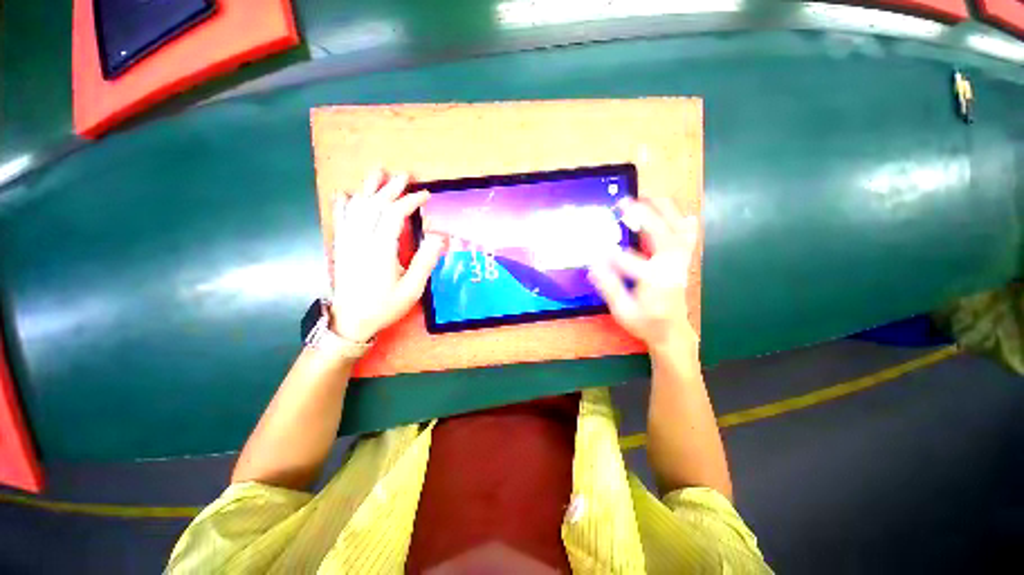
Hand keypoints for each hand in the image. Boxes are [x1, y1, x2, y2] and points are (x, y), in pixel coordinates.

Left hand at [330, 170, 446, 341]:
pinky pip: (341, 220)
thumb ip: (425, 261)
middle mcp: (361, 241)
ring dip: (368, 189)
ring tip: (377, 172)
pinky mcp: (341, 247)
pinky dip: (344, 204)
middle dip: (391, 188)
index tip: (425, 196)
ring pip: (357, 208)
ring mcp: (348, 242)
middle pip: (375, 206)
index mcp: (381, 250)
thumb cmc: (384, 306)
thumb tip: (439, 236)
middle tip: (404, 176)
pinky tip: (346, 194)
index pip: (394, 215)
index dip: (410, 202)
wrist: (351, 321)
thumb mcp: (412, 289)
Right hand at [588, 197, 698, 353]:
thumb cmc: (645, 323)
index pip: (630, 262)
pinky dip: (685, 223)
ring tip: (647, 197)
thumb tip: (593, 265)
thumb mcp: (622, 311)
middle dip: (642, 216)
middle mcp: (671, 267)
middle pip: (661, 235)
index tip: (595, 248)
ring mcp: (680, 263)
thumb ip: (609, 287)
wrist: (671, 332)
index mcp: (655, 281)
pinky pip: (688, 238)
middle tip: (624, 203)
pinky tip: (682, 214)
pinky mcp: (683, 261)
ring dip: (663, 211)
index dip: (611, 255)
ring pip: (678, 230)